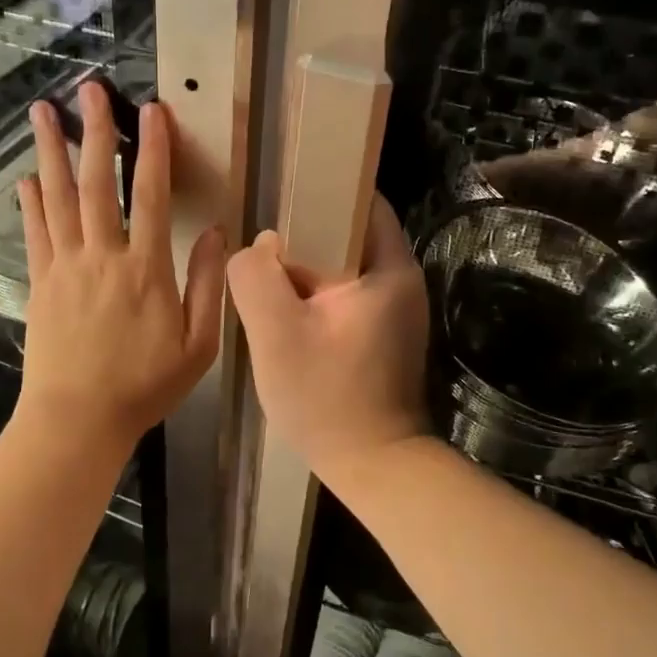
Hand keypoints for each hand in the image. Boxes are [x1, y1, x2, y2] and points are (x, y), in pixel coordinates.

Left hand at [15, 82, 225, 455]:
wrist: (77, 419)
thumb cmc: (144, 386)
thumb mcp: (197, 345)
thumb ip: (207, 284)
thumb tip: (214, 233)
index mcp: (145, 268)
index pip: (150, 195)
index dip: (153, 149)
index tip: (152, 111)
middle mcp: (102, 256)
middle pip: (96, 182)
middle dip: (95, 132)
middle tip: (89, 89)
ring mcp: (65, 267)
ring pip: (56, 197)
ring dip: (51, 152)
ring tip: (42, 112)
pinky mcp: (40, 283)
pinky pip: (35, 233)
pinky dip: (30, 202)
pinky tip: (26, 178)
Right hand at [226, 197, 430, 480]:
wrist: (373, 467)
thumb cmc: (328, 398)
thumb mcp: (277, 333)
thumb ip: (256, 278)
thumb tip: (257, 248)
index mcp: (388, 268)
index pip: (360, 199)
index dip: (320, 190)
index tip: (278, 196)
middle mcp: (400, 280)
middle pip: (348, 232)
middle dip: (304, 234)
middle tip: (260, 245)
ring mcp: (394, 309)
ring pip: (342, 266)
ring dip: (306, 268)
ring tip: (264, 276)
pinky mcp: (383, 334)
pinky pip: (344, 295)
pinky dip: (315, 294)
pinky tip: (284, 311)